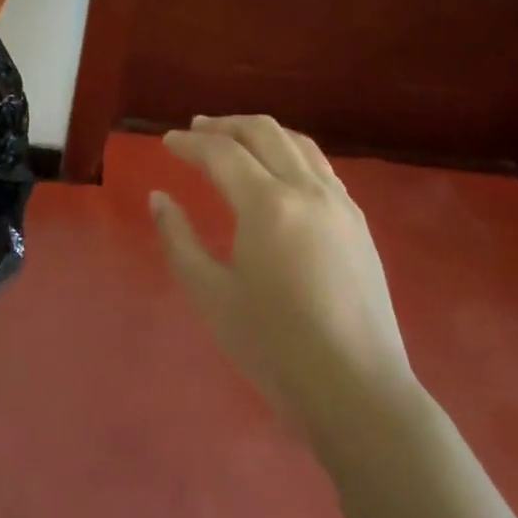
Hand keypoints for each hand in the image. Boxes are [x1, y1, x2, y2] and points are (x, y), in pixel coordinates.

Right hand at [150, 115, 417, 437]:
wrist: (357, 391)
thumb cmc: (274, 347)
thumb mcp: (211, 295)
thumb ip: (178, 239)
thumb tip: (159, 197)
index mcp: (268, 205)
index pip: (222, 153)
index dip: (190, 143)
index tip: (167, 141)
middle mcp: (307, 190)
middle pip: (263, 132)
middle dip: (225, 125)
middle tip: (196, 130)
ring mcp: (340, 204)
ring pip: (298, 143)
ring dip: (260, 133)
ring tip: (234, 140)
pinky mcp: (358, 223)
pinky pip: (321, 167)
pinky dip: (291, 153)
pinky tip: (279, 171)